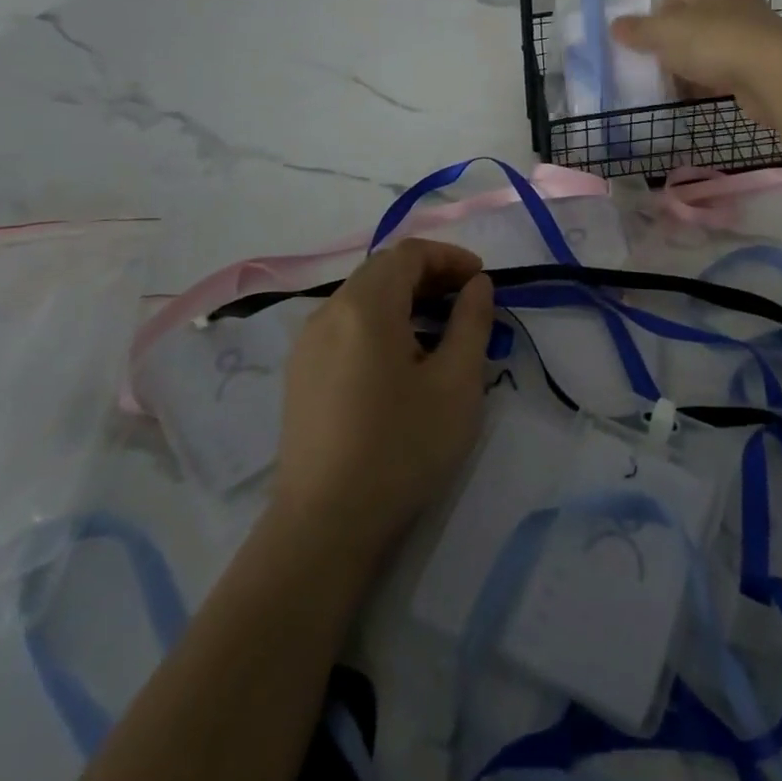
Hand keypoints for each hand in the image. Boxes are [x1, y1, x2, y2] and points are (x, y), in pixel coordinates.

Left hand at [274, 239, 495, 552]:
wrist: (324, 527)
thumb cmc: (401, 449)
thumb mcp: (456, 384)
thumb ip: (471, 322)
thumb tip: (476, 285)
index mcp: (365, 307)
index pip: (408, 254)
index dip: (449, 257)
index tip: (481, 280)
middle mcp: (328, 313)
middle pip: (382, 270)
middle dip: (428, 276)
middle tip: (465, 301)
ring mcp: (307, 344)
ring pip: (362, 298)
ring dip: (404, 299)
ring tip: (438, 331)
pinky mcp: (300, 374)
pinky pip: (345, 326)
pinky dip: (379, 323)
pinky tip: (400, 361)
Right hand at [611, 0, 781, 123]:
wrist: (774, 73)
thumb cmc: (714, 40)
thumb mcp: (665, 32)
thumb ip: (637, 29)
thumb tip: (614, 25)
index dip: (649, 17)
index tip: (636, 42)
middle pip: (686, 21)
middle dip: (666, 44)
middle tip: (647, 64)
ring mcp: (747, 30)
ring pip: (703, 46)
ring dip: (685, 64)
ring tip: (665, 83)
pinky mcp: (756, 61)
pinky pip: (720, 68)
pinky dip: (704, 79)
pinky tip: (690, 94)